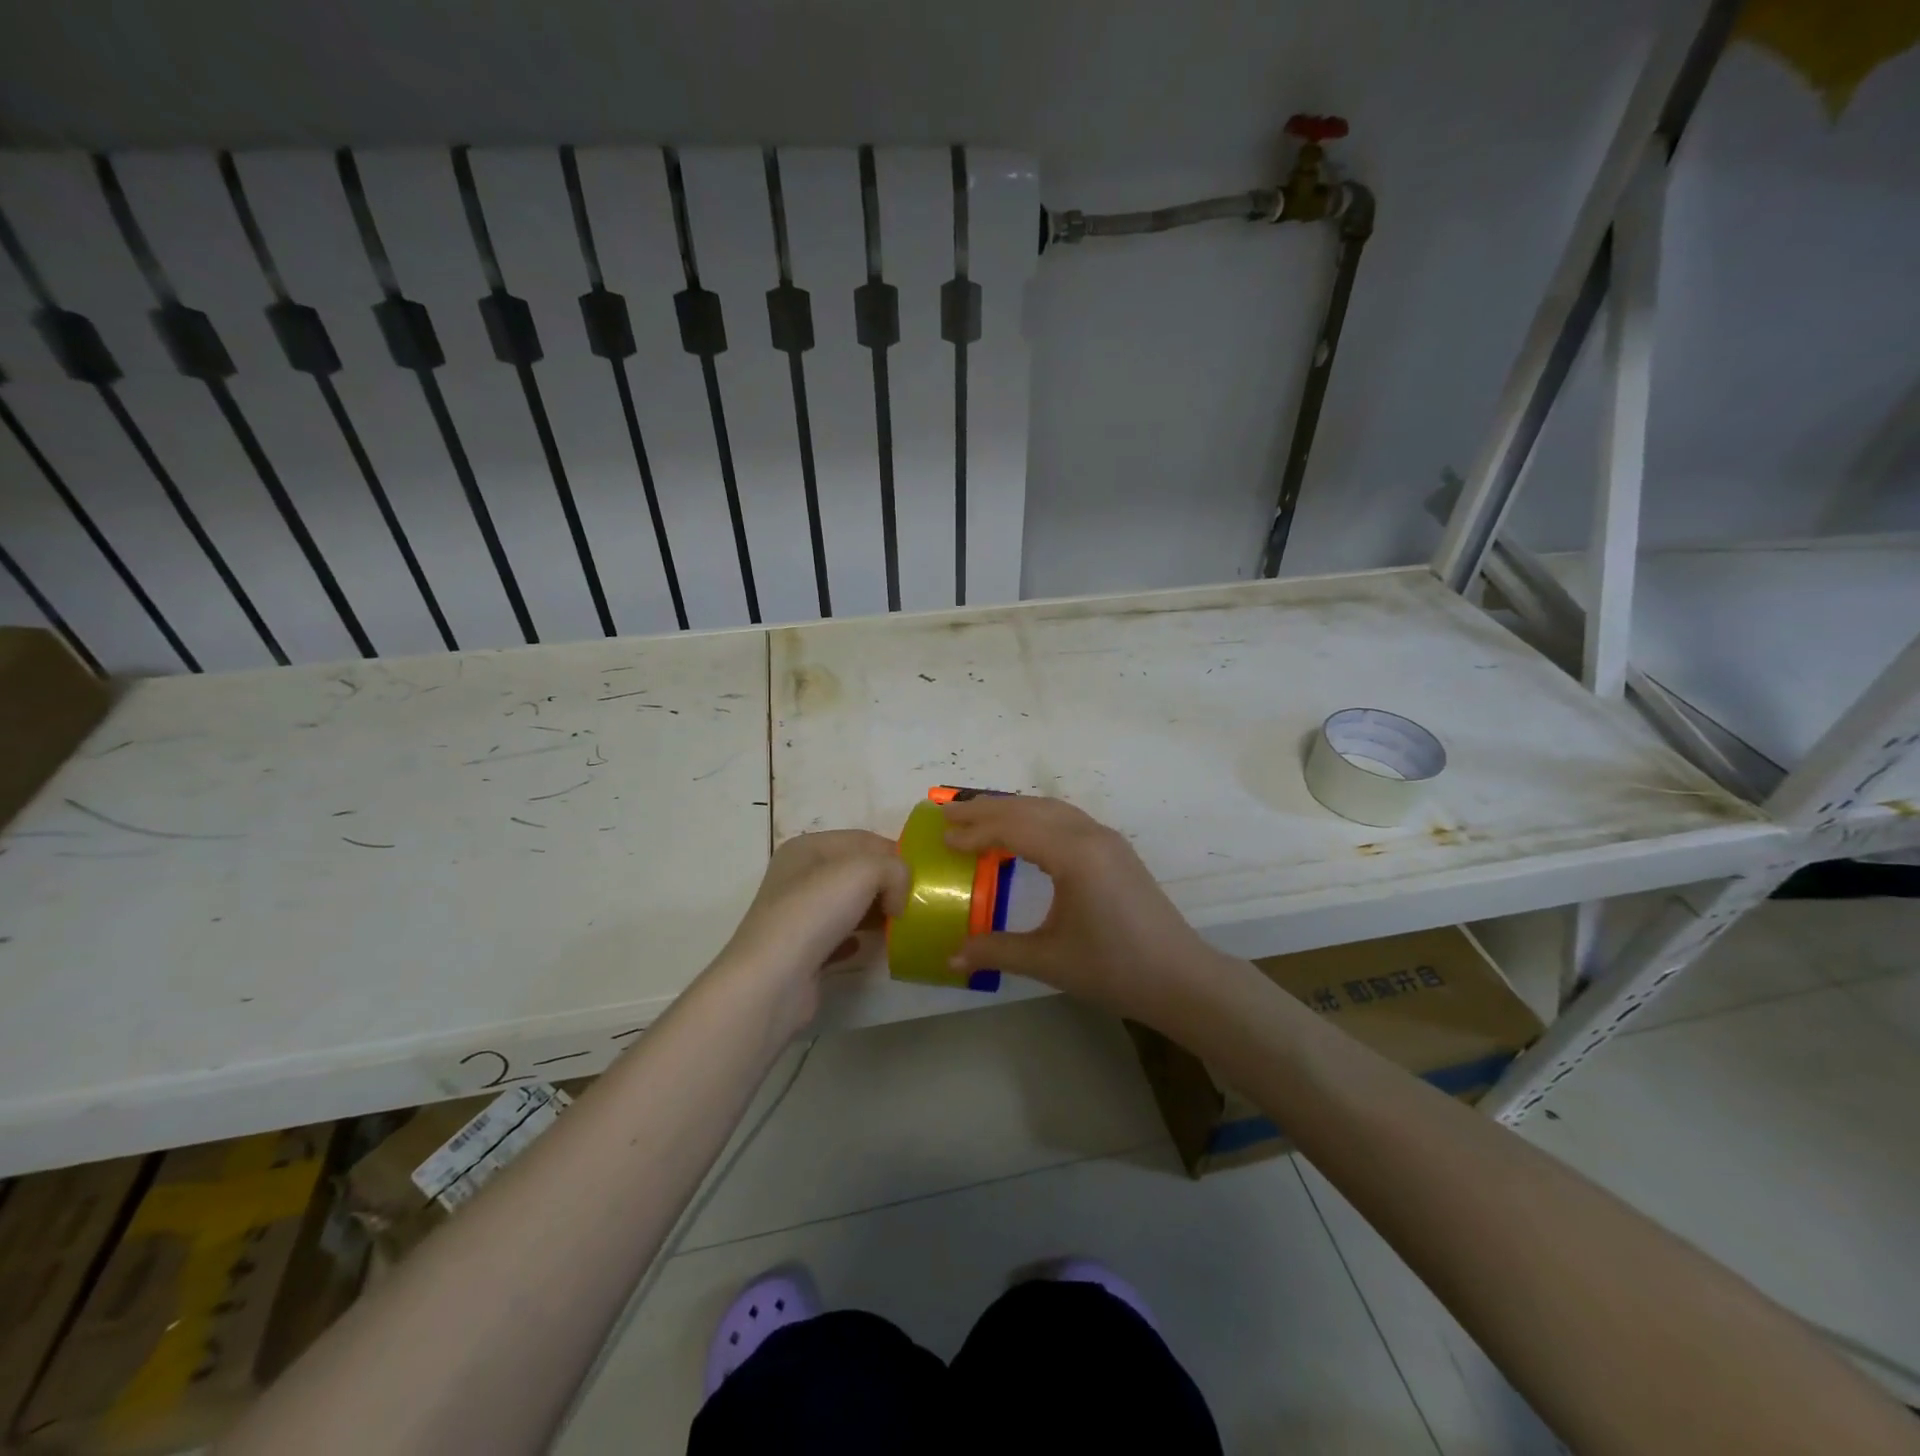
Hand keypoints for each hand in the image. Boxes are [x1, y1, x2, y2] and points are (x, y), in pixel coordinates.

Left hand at [712, 830, 909, 1032]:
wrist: (773, 980)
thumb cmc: (815, 911)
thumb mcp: (865, 871)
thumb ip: (894, 870)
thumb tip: (898, 897)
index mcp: (807, 848)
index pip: (863, 840)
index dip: (894, 854)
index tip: (919, 877)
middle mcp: (798, 877)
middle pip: (856, 872)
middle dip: (887, 884)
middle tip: (914, 902)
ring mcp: (798, 915)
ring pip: (848, 905)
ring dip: (875, 912)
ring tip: (899, 925)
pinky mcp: (802, 951)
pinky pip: (839, 937)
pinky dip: (857, 939)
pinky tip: (868, 947)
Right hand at [941, 796, 1231, 1028]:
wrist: (1181, 978)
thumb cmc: (1115, 969)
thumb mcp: (1049, 961)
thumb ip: (996, 951)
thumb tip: (950, 958)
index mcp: (1075, 855)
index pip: (1014, 828)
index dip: (975, 830)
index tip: (942, 837)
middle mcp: (1091, 835)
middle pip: (1030, 808)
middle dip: (986, 808)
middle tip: (946, 812)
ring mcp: (1107, 839)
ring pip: (1050, 808)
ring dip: (1012, 809)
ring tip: (977, 816)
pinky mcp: (1115, 850)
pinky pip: (1066, 819)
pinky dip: (1035, 817)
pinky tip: (1022, 833)